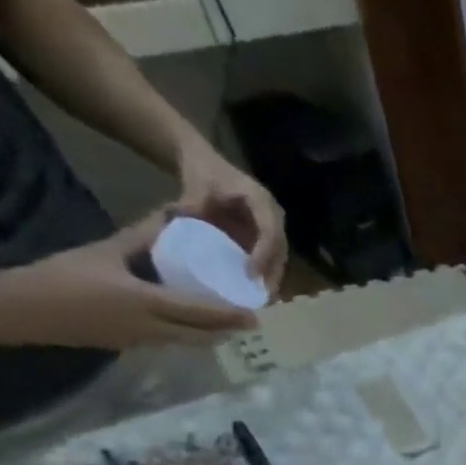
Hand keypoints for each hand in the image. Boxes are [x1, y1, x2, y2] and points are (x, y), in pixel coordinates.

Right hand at [0, 213, 256, 348]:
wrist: (24, 309)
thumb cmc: (64, 276)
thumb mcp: (106, 251)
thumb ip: (142, 237)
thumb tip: (172, 218)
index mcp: (148, 303)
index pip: (201, 313)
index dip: (230, 316)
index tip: (255, 314)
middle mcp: (154, 329)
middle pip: (203, 335)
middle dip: (228, 330)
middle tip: (250, 322)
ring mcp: (144, 342)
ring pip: (189, 342)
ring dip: (212, 336)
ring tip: (230, 325)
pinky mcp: (133, 346)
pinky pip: (172, 342)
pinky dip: (191, 335)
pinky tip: (195, 326)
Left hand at [176, 139, 287, 293]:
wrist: (205, 163)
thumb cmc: (203, 171)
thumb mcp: (196, 183)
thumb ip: (193, 202)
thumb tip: (185, 220)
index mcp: (261, 201)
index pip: (270, 232)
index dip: (264, 254)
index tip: (251, 273)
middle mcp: (274, 216)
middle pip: (280, 251)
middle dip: (273, 275)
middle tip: (263, 298)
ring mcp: (271, 228)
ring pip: (279, 258)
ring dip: (272, 279)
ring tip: (262, 300)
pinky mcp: (264, 237)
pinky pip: (270, 259)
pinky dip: (265, 275)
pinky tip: (255, 291)